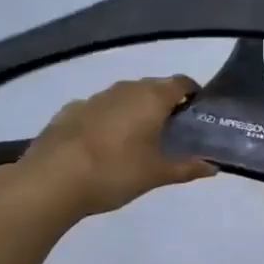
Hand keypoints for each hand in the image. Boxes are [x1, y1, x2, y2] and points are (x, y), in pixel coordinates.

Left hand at [0, 77, 216, 219]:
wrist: (51, 180)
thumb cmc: (114, 171)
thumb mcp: (156, 174)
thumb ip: (187, 167)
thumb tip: (213, 167)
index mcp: (152, 98)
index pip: (182, 82)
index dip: (193, 95)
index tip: (197, 115)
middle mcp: (125, 88)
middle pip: (154, 88)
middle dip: (165, 104)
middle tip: (171, 133)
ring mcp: (95, 98)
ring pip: (124, 97)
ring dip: (134, 111)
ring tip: (136, 140)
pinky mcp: (69, 111)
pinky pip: (98, 109)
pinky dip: (107, 120)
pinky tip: (102, 145)